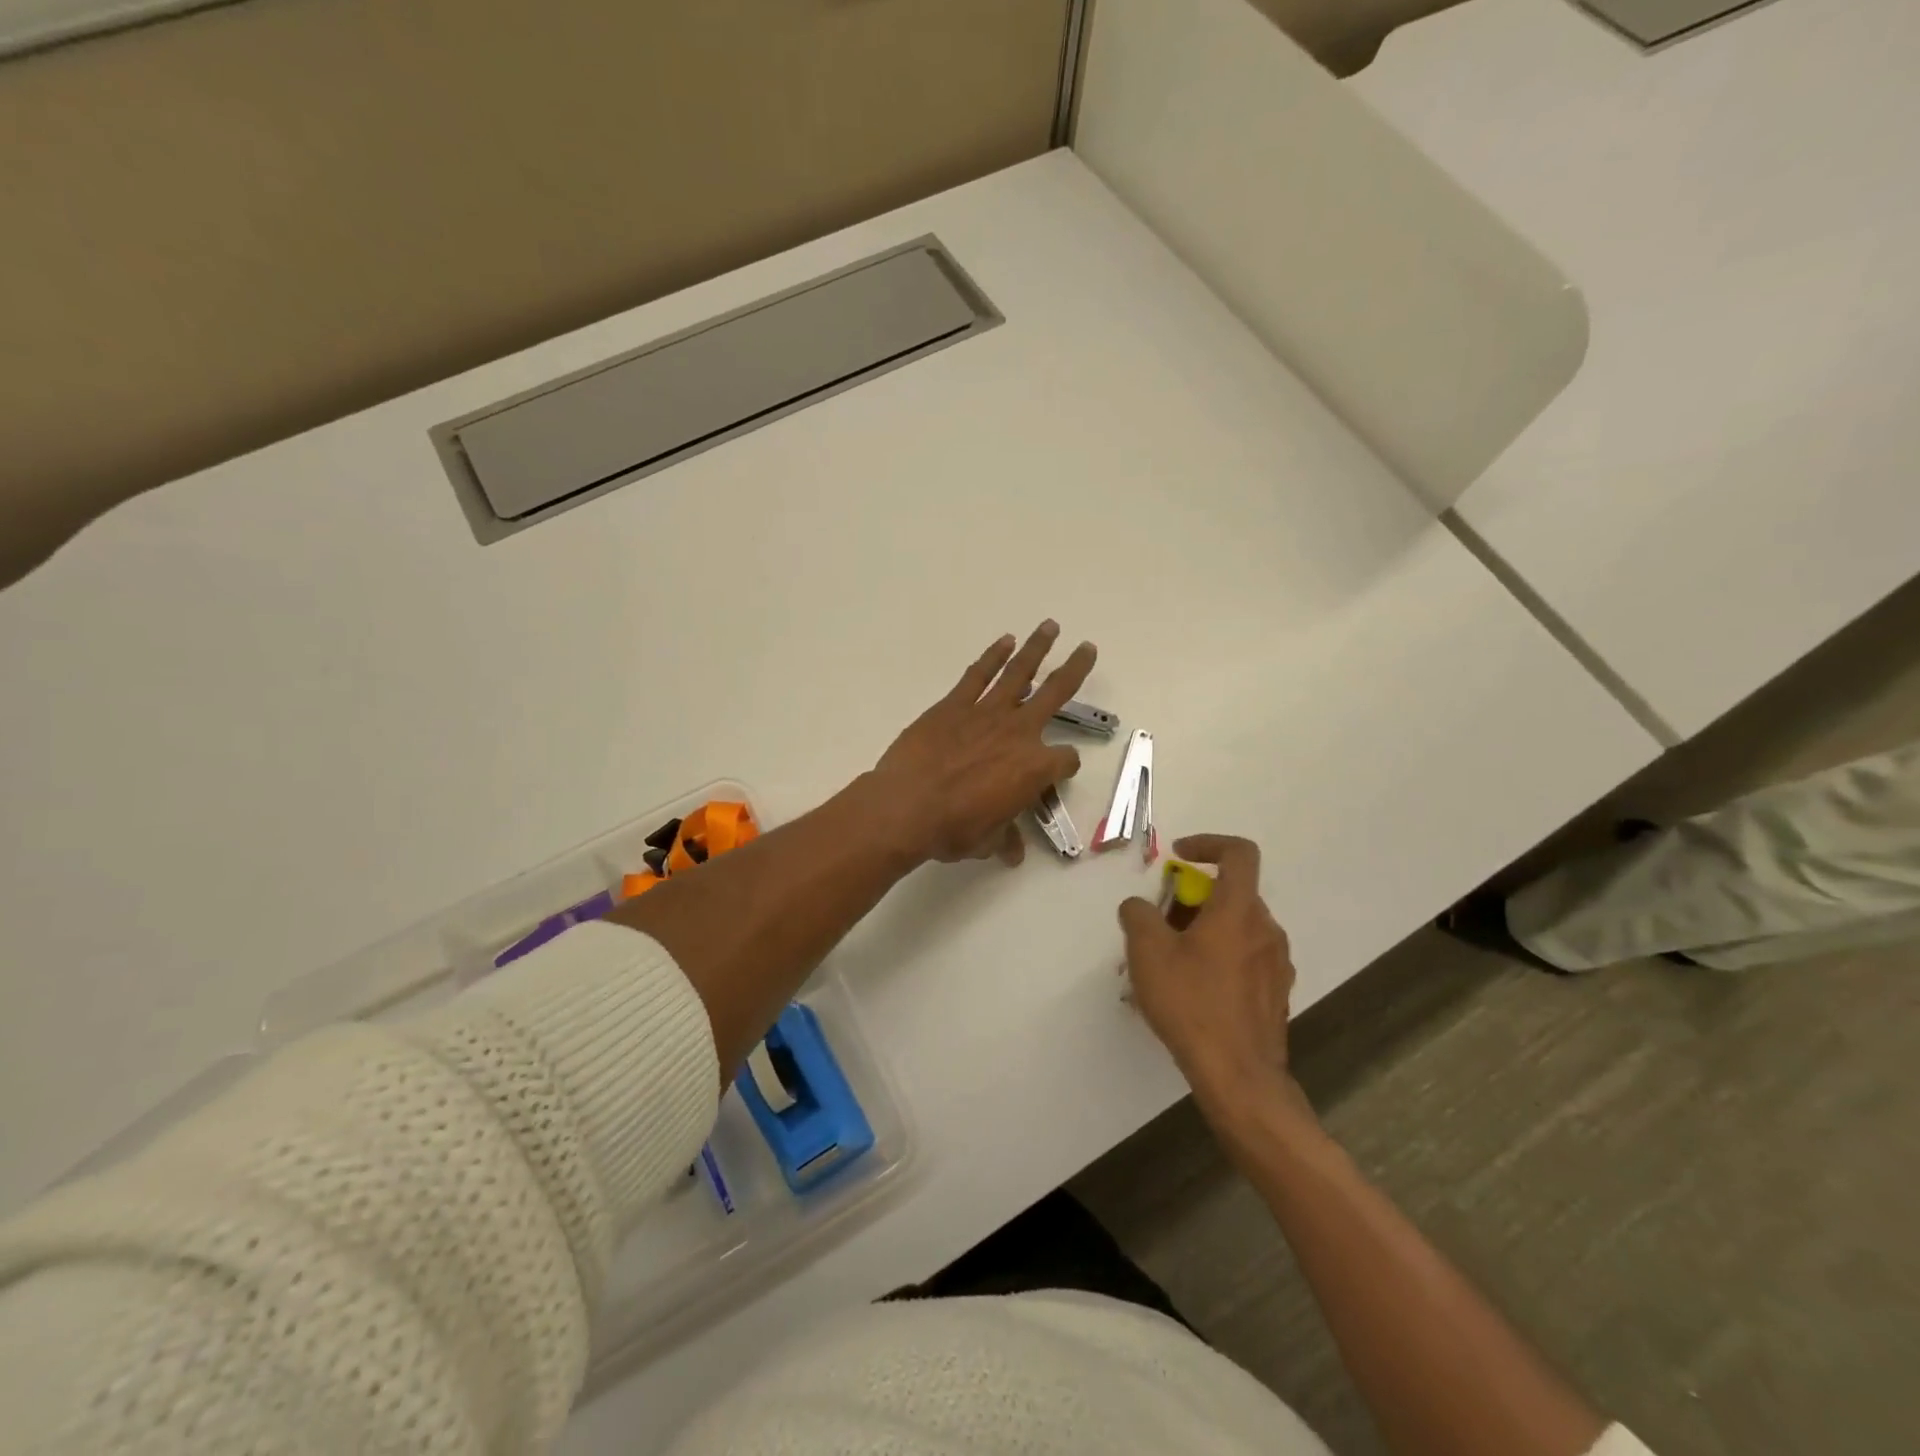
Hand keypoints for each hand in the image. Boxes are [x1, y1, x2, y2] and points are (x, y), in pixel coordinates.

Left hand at [873, 621, 1095, 865]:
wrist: (906, 806)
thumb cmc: (952, 828)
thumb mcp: (986, 841)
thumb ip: (1004, 838)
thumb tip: (1013, 853)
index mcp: (1034, 769)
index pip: (1065, 761)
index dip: (1064, 767)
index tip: (1056, 773)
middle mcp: (1019, 733)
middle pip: (1057, 694)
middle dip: (1075, 670)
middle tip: (1088, 649)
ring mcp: (987, 713)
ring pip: (1020, 673)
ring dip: (1037, 648)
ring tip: (1050, 627)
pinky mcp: (954, 705)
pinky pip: (979, 674)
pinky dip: (993, 656)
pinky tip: (1005, 640)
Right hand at [1120, 834, 1305, 1115]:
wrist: (1239, 1076)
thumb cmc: (1192, 1004)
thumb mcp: (1148, 952)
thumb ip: (1139, 915)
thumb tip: (1140, 906)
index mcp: (1239, 910)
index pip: (1239, 853)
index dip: (1208, 843)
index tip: (1178, 856)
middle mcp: (1266, 929)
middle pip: (1230, 894)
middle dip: (1192, 898)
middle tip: (1159, 923)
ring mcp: (1276, 964)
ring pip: (1236, 928)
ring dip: (1203, 930)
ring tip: (1167, 962)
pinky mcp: (1275, 994)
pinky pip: (1244, 958)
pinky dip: (1217, 957)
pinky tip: (1190, 990)